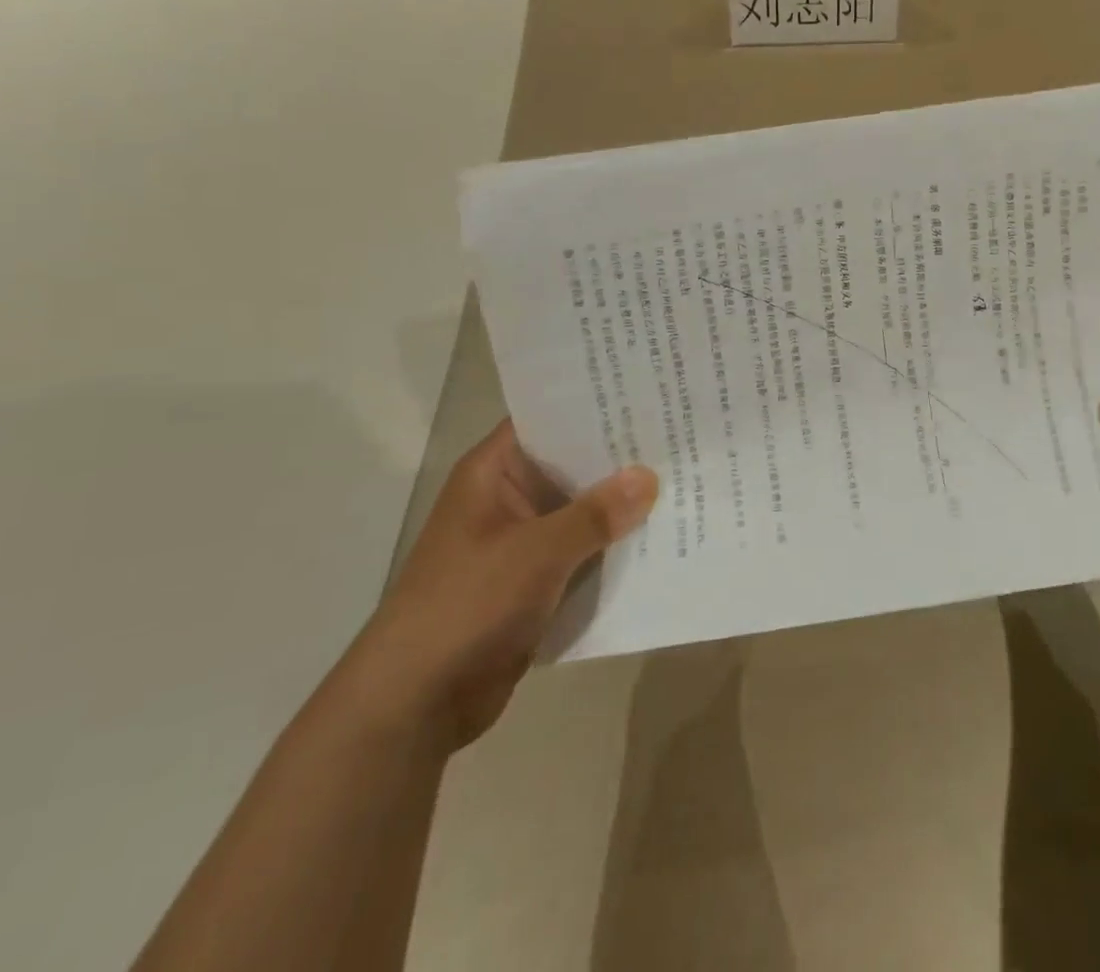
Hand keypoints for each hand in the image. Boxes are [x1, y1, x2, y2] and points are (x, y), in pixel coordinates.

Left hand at [340, 422, 657, 750]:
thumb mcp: (537, 552)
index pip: (549, 420)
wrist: (415, 703)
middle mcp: (508, 497)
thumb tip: (649, 476)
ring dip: (622, 507)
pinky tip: (662, 538)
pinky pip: (582, 551)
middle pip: (572, 465)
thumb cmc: (467, 605)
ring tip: (685, 482)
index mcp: (494, 472)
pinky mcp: (534, 580)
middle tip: (681, 438)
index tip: (647, 395)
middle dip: (621, 460)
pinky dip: (613, 547)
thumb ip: (595, 514)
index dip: (595, 407)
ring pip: (582, 511)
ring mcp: (522, 541)